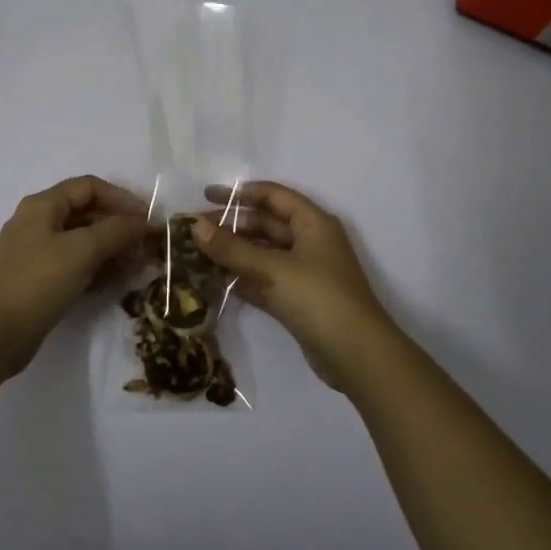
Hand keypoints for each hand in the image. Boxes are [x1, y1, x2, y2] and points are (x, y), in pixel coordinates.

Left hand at [0, 176, 151, 379]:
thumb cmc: (37, 282)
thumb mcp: (82, 250)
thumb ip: (117, 231)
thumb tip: (146, 222)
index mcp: (43, 205)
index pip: (89, 187)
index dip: (121, 198)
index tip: (148, 219)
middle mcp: (39, 223)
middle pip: (87, 214)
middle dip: (120, 227)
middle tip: (148, 247)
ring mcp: (38, 253)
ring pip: (84, 242)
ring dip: (113, 250)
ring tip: (138, 266)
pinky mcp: (40, 281)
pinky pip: (76, 265)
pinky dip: (98, 269)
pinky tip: (117, 282)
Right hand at [193, 181, 400, 391]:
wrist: (357, 356)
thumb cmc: (319, 298)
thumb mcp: (273, 269)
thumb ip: (232, 248)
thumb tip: (195, 226)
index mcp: (313, 223)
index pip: (273, 196)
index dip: (240, 193)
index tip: (206, 196)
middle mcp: (309, 242)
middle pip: (265, 224)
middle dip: (231, 225)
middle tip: (193, 231)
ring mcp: (303, 273)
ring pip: (262, 254)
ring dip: (233, 253)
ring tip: (196, 254)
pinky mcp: (296, 300)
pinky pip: (263, 279)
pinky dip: (241, 277)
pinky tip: (212, 280)